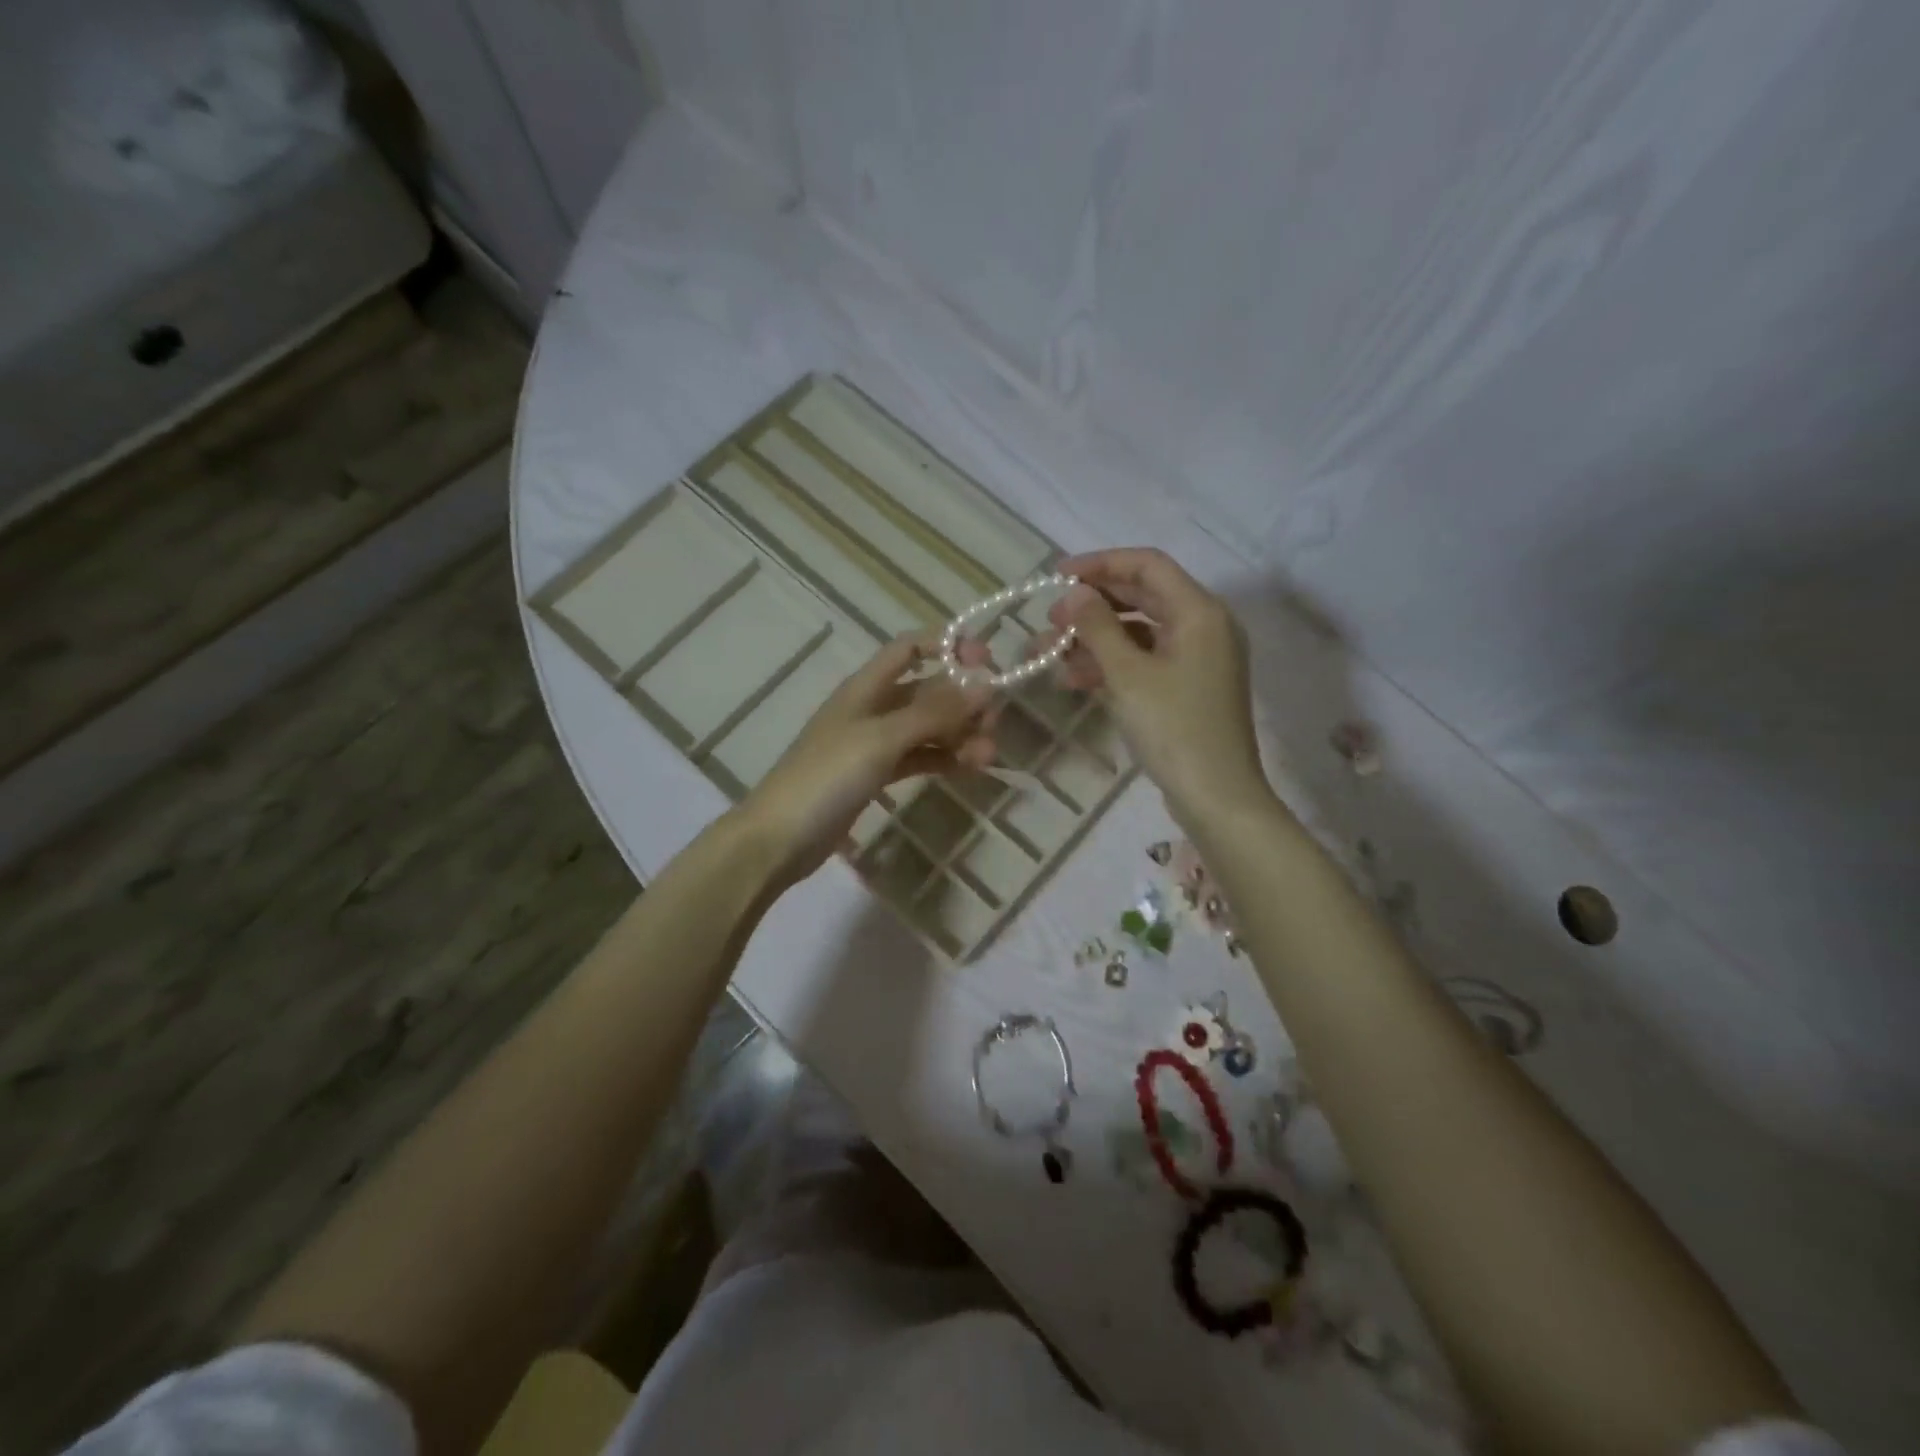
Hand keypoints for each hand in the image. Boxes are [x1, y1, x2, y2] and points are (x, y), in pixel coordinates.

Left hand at [736, 633, 996, 887]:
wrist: (779, 838)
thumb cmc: (826, 776)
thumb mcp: (882, 739)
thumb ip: (933, 713)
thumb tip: (985, 685)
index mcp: (866, 687)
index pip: (910, 648)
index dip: (947, 646)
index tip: (986, 660)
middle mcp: (872, 708)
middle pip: (926, 691)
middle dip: (962, 701)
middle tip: (993, 723)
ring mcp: (874, 744)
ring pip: (927, 729)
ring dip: (958, 736)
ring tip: (987, 756)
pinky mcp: (877, 776)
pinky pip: (919, 758)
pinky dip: (943, 759)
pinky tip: (969, 769)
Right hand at [1039, 548, 1268, 822]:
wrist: (1216, 797)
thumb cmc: (1174, 729)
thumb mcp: (1128, 675)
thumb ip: (1098, 627)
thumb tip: (1074, 592)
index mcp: (1199, 613)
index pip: (1147, 566)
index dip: (1100, 564)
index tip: (1056, 577)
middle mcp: (1203, 626)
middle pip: (1142, 597)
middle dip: (1092, 606)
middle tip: (1050, 621)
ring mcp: (1196, 659)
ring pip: (1138, 632)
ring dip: (1094, 639)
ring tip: (1050, 655)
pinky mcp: (1186, 687)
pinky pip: (1144, 661)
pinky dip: (1111, 664)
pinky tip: (1074, 678)